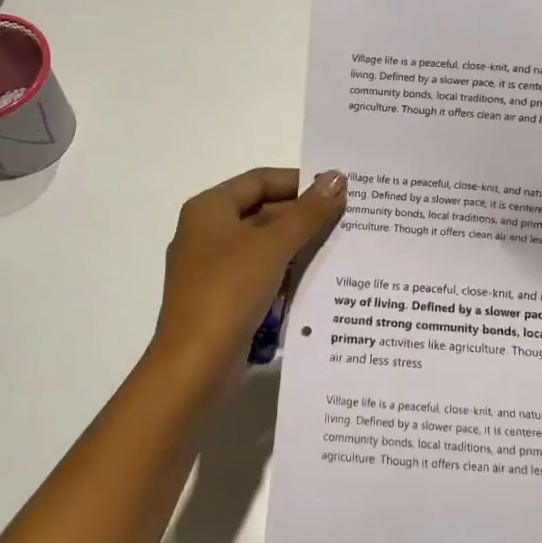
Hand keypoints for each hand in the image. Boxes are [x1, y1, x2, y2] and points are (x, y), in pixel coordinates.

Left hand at [152, 168, 346, 384]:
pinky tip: (315, 281)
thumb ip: (308, 212)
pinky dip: (284, 275)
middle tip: (346, 219)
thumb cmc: (230, 290)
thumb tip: (337, 178)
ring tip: (340, 248)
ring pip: (262, 247)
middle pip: (261, 212)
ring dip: (297, 247)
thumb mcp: (274, 245)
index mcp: (209, 209)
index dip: (299, 182)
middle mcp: (206, 233)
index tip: (336, 189)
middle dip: (302, 217)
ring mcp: (211, 269)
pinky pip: (258, 275)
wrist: (195, 365)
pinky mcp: (220, 300)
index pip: (260, 180)